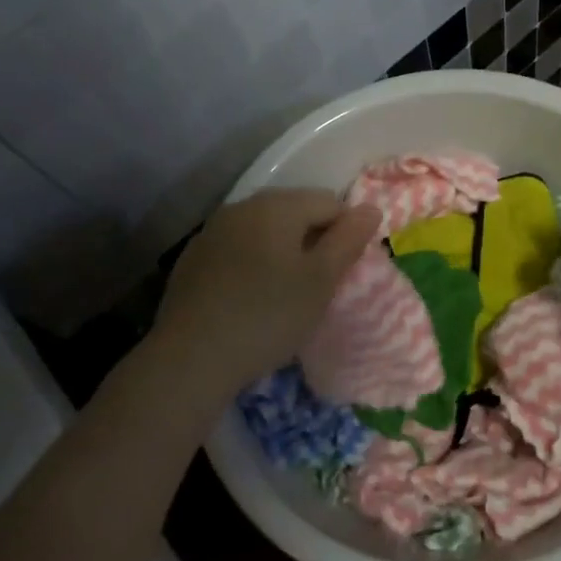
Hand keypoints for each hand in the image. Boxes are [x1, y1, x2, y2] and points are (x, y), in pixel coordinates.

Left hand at [152, 189, 379, 394]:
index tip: (343, 273)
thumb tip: (370, 208)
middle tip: (319, 286)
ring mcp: (213, 232)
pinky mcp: (193, 260)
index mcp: (277, 205)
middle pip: (295, 212)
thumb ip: (348, 240)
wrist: (190, 359)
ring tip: (287, 295)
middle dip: (314, 241)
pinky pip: (239, 250)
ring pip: (265, 231)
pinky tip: (252, 300)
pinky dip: (254, 266)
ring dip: (284, 253)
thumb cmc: (268, 316)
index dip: (346, 234)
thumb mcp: (321, 281)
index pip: (330, 202)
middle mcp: (243, 207)